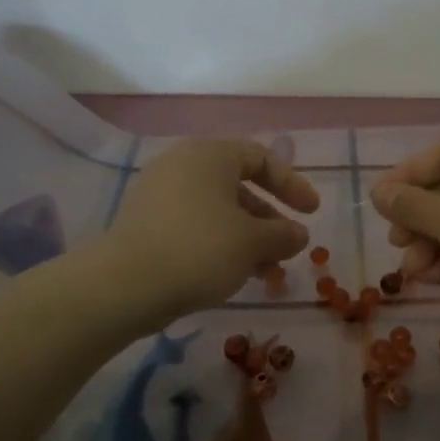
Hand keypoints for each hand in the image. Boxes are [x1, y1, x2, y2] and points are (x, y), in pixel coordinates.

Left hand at [105, 139, 318, 318]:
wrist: (127, 285)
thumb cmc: (200, 249)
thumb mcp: (254, 242)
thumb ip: (284, 235)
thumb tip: (298, 234)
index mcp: (209, 156)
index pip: (260, 158)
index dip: (292, 184)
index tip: (312, 213)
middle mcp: (181, 167)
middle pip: (238, 187)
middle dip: (270, 221)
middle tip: (288, 249)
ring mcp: (159, 196)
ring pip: (218, 213)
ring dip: (248, 240)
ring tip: (267, 274)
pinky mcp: (146, 226)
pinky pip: (195, 228)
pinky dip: (220, 246)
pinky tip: (234, 276)